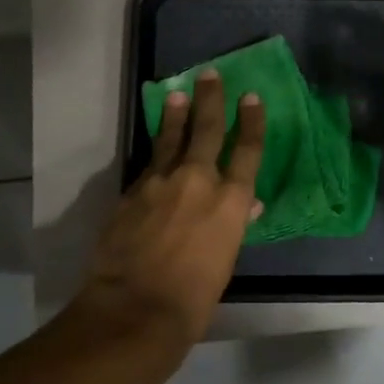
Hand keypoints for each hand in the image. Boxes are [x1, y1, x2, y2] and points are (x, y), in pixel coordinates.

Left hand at [79, 68, 264, 345]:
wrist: (135, 309)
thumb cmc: (193, 297)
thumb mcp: (225, 261)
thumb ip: (234, 224)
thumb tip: (249, 204)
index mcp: (230, 201)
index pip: (247, 151)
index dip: (251, 122)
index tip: (251, 98)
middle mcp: (198, 181)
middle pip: (207, 130)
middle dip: (211, 100)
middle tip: (210, 75)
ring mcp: (161, 183)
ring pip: (171, 139)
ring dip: (177, 115)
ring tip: (179, 94)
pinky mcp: (132, 192)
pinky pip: (149, 164)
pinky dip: (155, 152)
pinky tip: (155, 147)